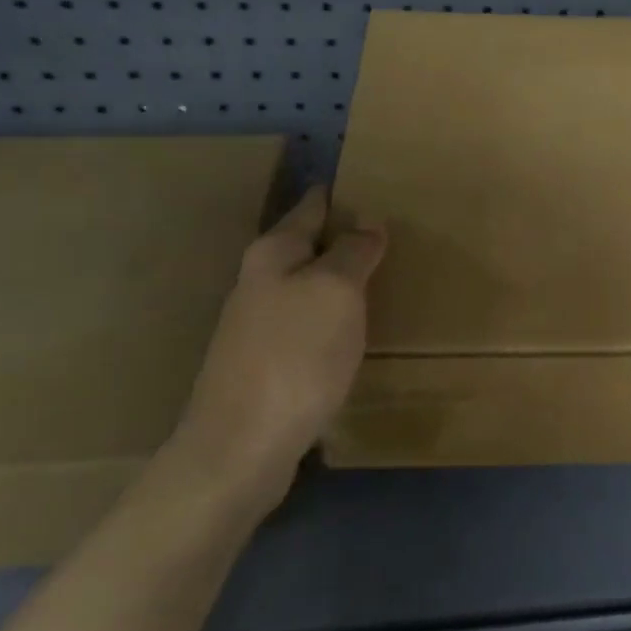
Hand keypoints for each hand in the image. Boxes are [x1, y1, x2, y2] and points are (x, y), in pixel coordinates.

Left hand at [170, 186, 386, 513]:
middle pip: (306, 247)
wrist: (241, 448)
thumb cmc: (294, 356)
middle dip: (342, 238)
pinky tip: (354, 329)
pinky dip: (332, 317)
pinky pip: (308, 325)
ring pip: (307, 287)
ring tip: (380, 275)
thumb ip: (353, 252)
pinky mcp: (267, 365)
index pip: (311, 207)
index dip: (338, 194)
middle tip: (390, 231)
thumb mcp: (335, 292)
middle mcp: (259, 283)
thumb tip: (368, 222)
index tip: (369, 182)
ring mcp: (258, 327)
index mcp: (273, 255)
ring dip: (338, 280)